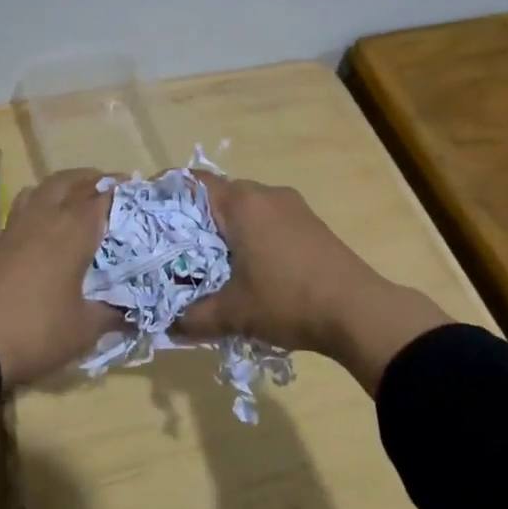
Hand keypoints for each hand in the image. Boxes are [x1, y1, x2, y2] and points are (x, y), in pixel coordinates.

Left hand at [0, 167, 113, 388]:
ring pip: (42, 189)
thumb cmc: (36, 330)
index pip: (103, 196)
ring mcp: (17, 227)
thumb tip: (133, 314)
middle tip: (111, 188)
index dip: (123, 191)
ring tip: (77, 199)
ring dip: (63, 186)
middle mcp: (46, 217)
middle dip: (92, 179)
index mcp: (74, 229)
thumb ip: (112, 316)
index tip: (140, 193)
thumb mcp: (84, 329)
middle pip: (70, 181)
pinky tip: (46, 228)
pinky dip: (40, 205)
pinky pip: (23, 208)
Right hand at [176, 174, 450, 393]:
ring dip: (226, 226)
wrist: (359, 310)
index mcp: (241, 203)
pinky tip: (247, 264)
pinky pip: (267, 217)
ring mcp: (292, 205)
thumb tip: (166, 326)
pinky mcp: (309, 222)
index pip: (193, 182)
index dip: (168, 192)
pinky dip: (250, 232)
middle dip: (195, 216)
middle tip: (175, 245)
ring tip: (209, 258)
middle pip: (219, 193)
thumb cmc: (288, 301)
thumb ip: (193, 318)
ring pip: (245, 206)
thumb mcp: (234, 314)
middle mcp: (265, 193)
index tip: (149, 212)